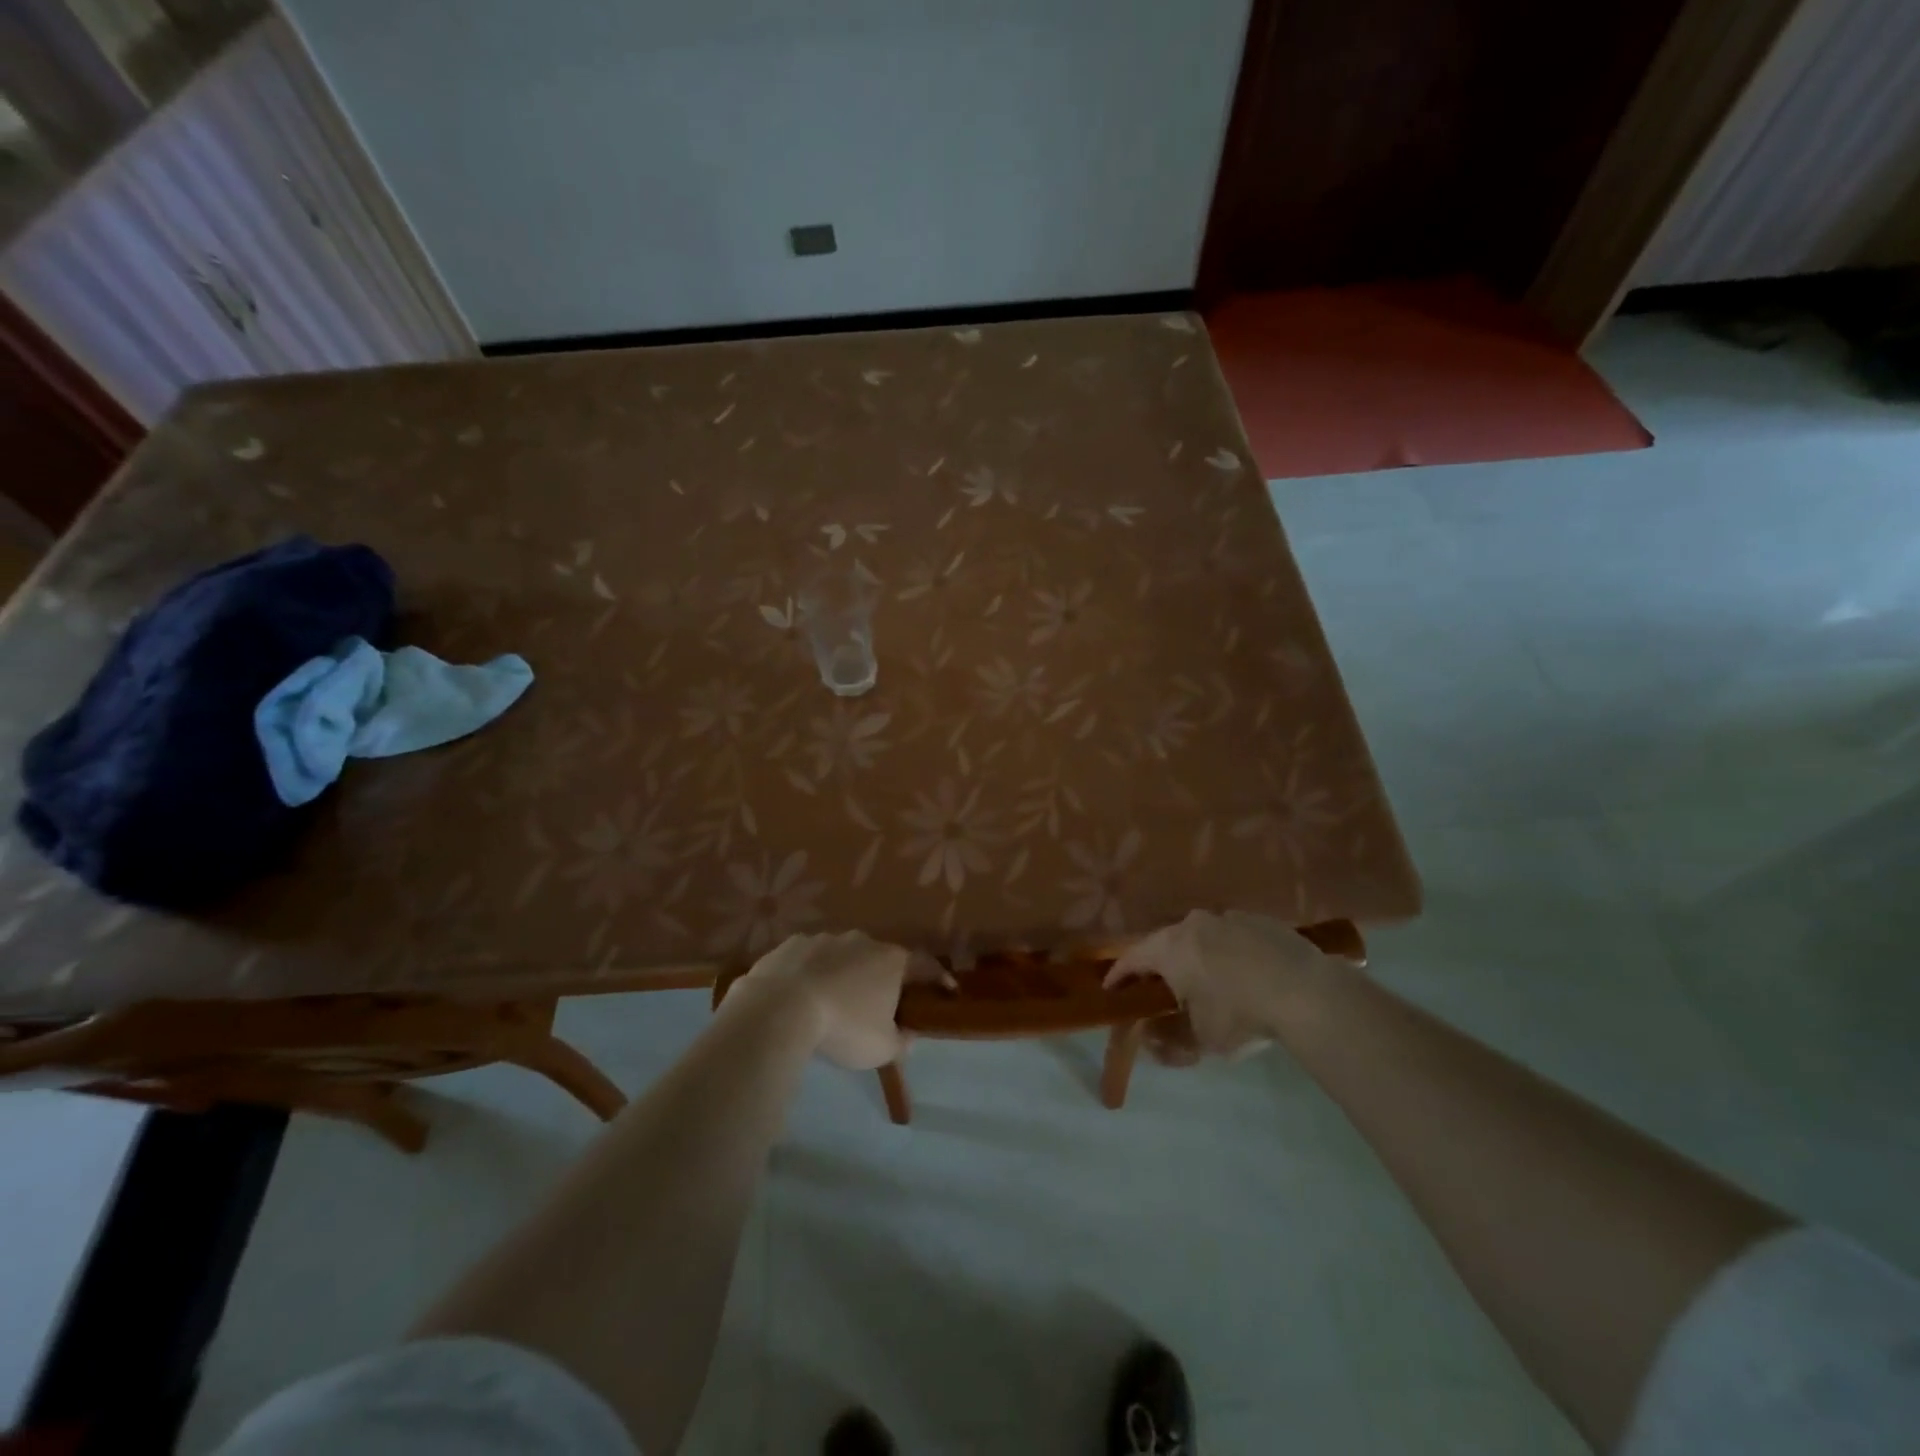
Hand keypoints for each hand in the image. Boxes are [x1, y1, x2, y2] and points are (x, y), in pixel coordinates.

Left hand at [729, 931, 931, 1069]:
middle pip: (880, 958)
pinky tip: (800, 995)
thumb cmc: (843, 1027)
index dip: (937, 978)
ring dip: (843, 974)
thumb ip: (901, 1041)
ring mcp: (825, 938)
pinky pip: (809, 958)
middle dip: (881, 978)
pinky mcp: (793, 944)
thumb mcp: (881, 1048)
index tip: (947, 989)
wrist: (780, 1009)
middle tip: (876, 1004)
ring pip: (842, 956)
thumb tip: (907, 1035)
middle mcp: (862, 941)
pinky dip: (811, 973)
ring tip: (832, 1001)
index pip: (925, 965)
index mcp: (892, 961)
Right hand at [1107, 910, 1335, 1060]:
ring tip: (1207, 983)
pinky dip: (1229, 954)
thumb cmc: (1241, 1015)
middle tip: (1161, 989)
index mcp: (1170, 948)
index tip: (1112, 990)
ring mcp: (1228, 917)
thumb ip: (1169, 1043)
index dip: (1119, 976)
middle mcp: (1193, 924)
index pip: (1131, 959)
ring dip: (1197, 958)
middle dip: (1160, 966)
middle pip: (1166, 944)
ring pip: (1201, 938)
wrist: (1306, 992)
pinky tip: (1245, 976)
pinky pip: (1233, 937)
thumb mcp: (1201, 1041)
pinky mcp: (1260, 920)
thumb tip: (1152, 1044)